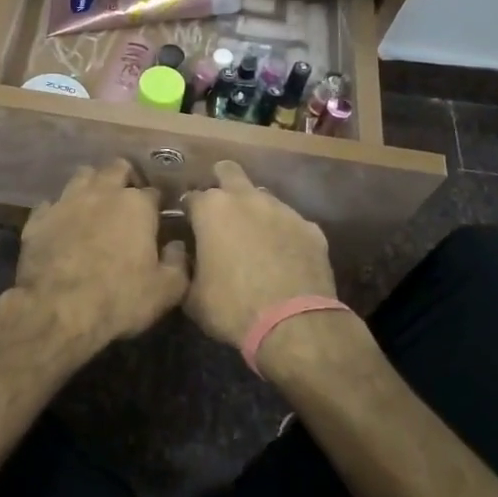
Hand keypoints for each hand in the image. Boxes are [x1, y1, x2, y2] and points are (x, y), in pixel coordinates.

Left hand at [10, 160, 189, 355]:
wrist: (57, 310)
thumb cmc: (119, 299)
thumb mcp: (166, 290)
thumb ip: (178, 262)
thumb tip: (177, 246)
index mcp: (136, 205)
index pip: (153, 192)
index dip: (157, 205)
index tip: (158, 219)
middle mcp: (100, 193)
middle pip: (116, 168)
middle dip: (124, 179)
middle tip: (127, 201)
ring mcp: (65, 202)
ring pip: (81, 177)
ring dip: (91, 186)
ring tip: (95, 205)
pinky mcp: (37, 219)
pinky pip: (50, 204)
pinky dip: (59, 211)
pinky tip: (62, 225)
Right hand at [182, 161, 337, 348]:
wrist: (294, 324)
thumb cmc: (232, 307)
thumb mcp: (191, 295)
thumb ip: (185, 268)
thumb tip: (188, 258)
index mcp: (212, 210)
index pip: (191, 198)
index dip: (187, 213)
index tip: (187, 228)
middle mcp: (247, 199)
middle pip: (229, 172)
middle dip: (220, 182)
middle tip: (218, 211)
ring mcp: (283, 211)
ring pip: (263, 196)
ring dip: (254, 210)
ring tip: (253, 238)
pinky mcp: (311, 228)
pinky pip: (291, 223)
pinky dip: (283, 233)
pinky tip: (283, 256)